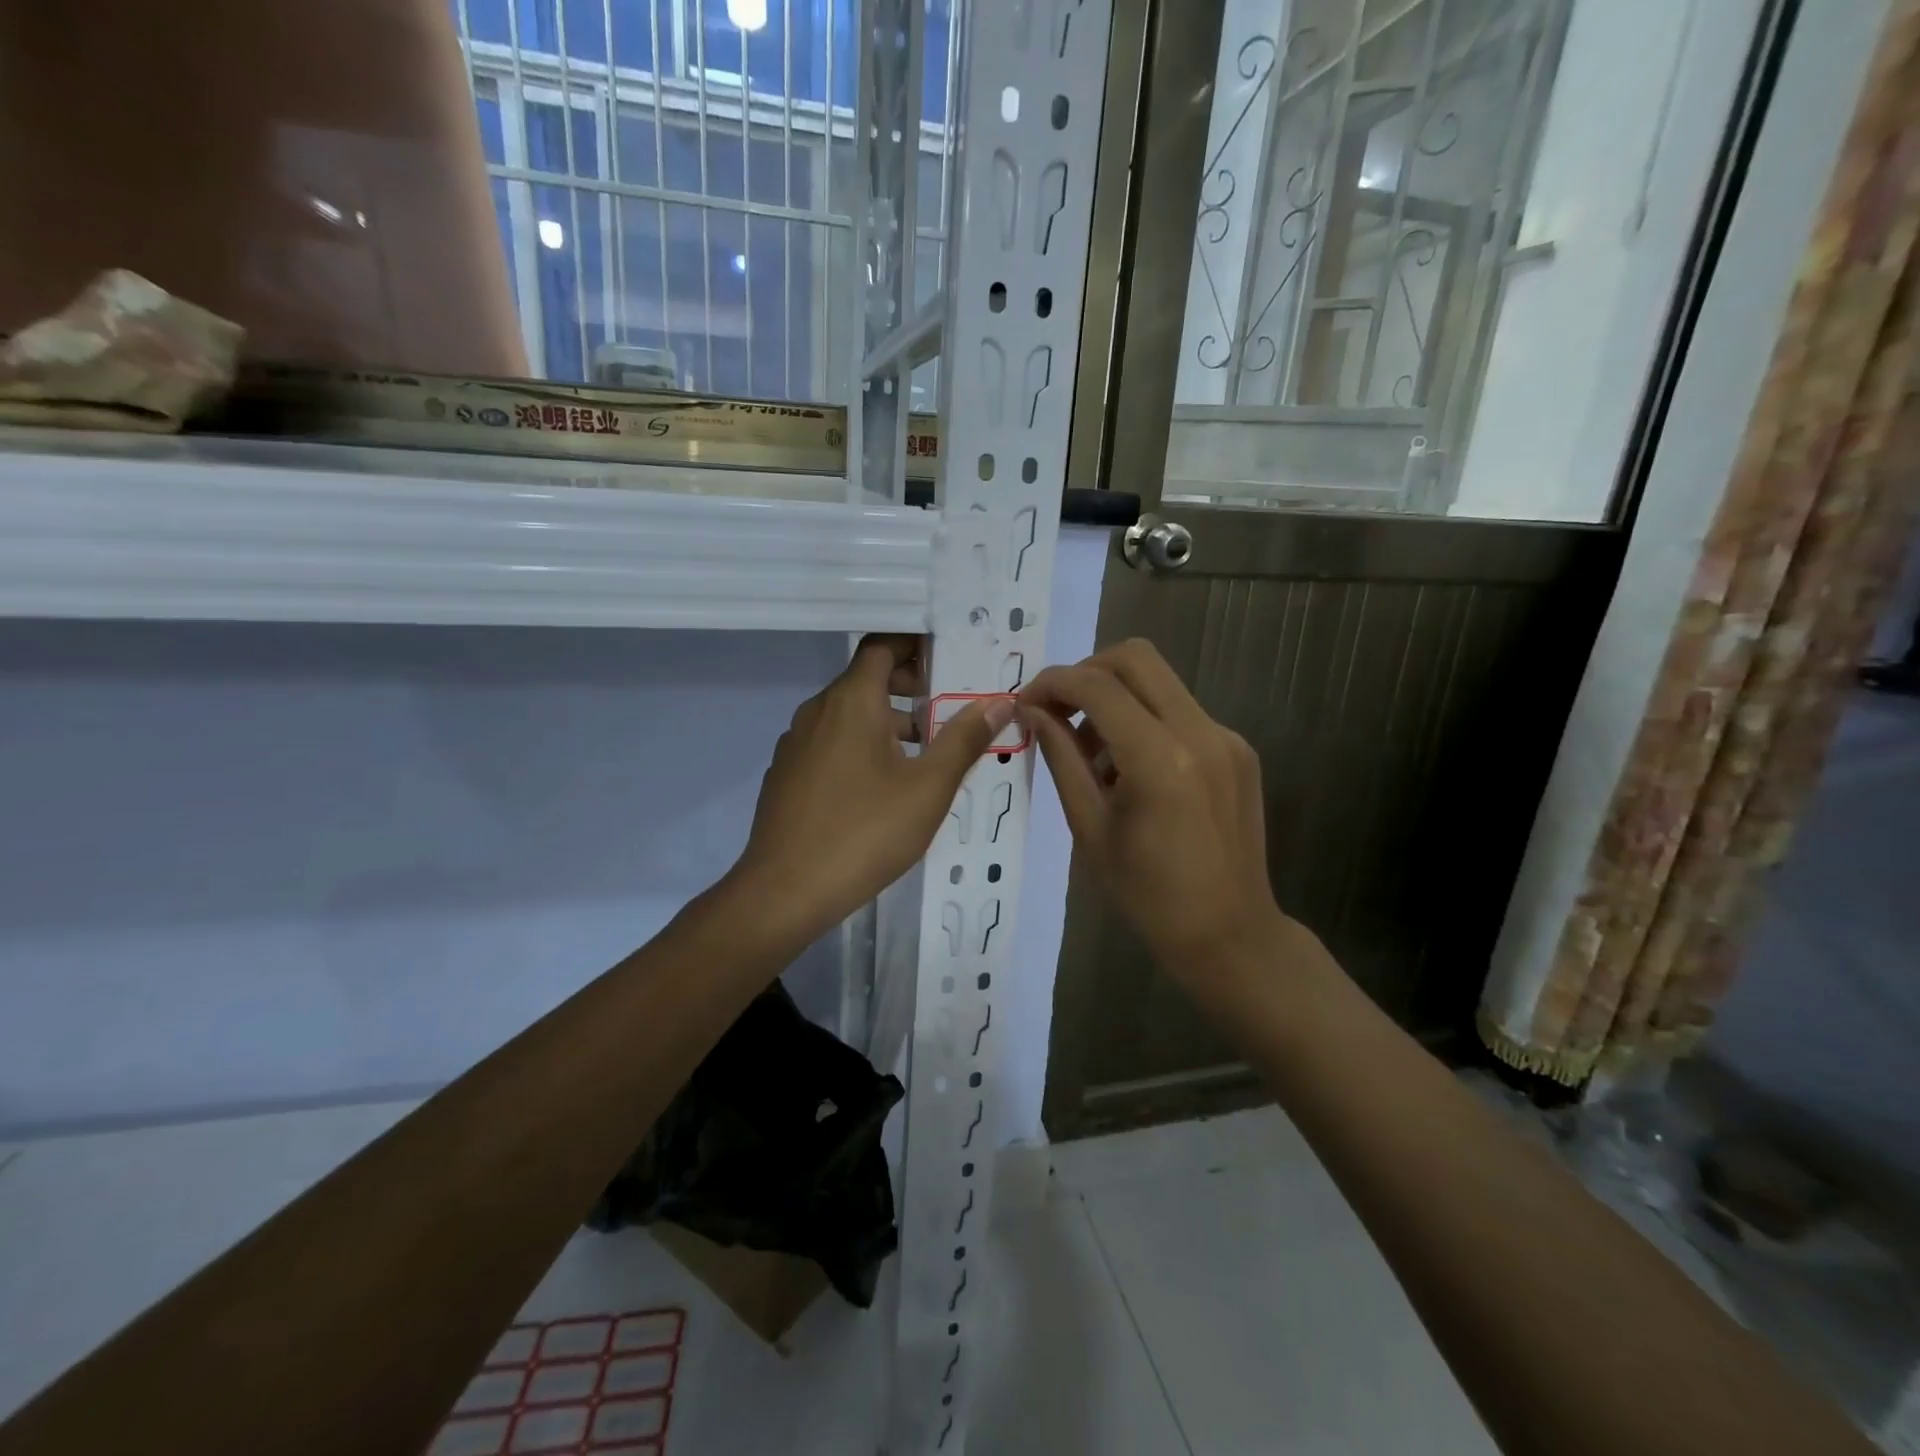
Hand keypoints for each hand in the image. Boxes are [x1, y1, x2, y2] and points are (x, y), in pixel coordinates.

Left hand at [733, 635, 1011, 941]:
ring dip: (887, 720)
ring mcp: (797, 743)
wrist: (785, 892)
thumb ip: (965, 739)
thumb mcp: (928, 787)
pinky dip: (861, 745)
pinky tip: (883, 785)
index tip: (950, 657)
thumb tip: (1000, 701)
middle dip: (909, 686)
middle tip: (948, 706)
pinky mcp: (787, 774)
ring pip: (848, 714)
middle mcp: (818, 711)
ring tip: (926, 751)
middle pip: (866, 678)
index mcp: (852, 701)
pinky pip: (831, 742)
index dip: (916, 644)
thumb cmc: (865, 832)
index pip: (883, 646)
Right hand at [1018, 639, 1287, 986]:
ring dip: (1114, 696)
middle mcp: (1200, 732)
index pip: (1097, 685)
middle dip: (1085, 672)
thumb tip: (1032, 711)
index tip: (1025, 703)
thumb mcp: (1089, 827)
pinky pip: (1180, 711)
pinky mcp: (1238, 749)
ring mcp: (1226, 737)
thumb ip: (1061, 758)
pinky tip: (1129, 768)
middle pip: (1135, 657)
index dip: (1052, 683)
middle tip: (1057, 710)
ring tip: (1090, 751)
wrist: (1230, 934)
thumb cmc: (1147, 894)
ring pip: (1159, 681)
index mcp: (1159, 759)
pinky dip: (1144, 720)